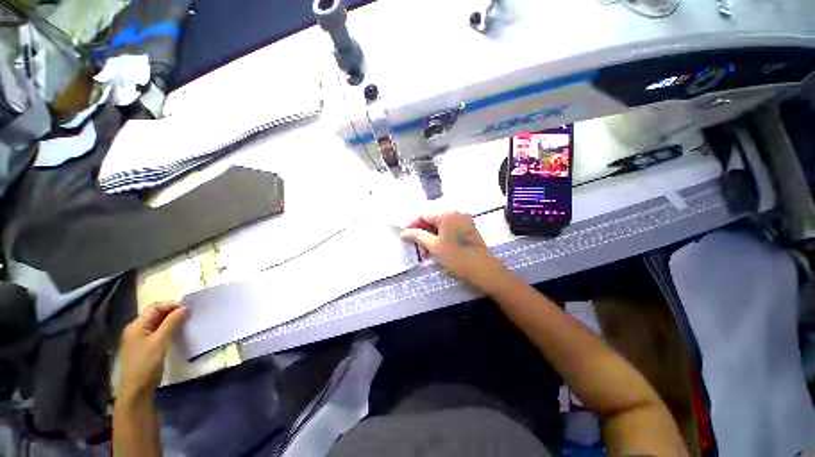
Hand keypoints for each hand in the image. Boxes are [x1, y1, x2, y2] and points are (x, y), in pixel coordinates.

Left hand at [119, 303, 186, 397]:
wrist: (138, 389)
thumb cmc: (146, 363)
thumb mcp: (160, 341)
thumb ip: (171, 323)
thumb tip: (184, 308)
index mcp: (136, 326)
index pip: (154, 308)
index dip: (170, 306)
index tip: (187, 309)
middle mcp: (137, 329)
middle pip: (155, 315)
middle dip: (172, 313)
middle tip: (189, 316)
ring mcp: (140, 339)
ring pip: (158, 324)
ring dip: (171, 321)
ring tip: (185, 323)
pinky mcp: (146, 347)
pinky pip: (158, 332)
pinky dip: (168, 330)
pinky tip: (177, 333)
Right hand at [400, 212, 507, 290]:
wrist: (484, 270)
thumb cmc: (457, 257)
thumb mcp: (434, 246)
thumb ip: (418, 236)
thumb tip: (404, 232)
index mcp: (448, 214)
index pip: (424, 215)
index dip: (413, 225)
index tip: (405, 236)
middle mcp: (457, 213)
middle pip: (432, 220)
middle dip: (423, 234)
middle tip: (418, 249)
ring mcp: (463, 221)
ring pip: (440, 227)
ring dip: (431, 238)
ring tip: (427, 253)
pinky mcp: (467, 230)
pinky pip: (449, 230)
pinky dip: (441, 239)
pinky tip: (437, 250)